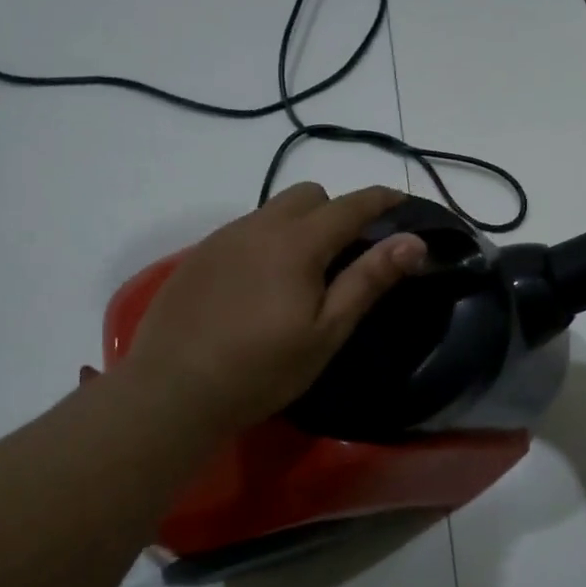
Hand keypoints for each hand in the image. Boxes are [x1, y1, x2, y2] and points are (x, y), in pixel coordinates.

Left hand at [118, 183, 426, 436]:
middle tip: (348, 254)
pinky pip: (245, 230)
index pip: (351, 205)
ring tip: (304, 273)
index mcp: (297, 243)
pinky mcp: (198, 256)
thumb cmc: (262, 368)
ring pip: (274, 210)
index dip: (382, 200)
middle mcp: (259, 226)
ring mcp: (223, 238)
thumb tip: (414, 241)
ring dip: (300, 224)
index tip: (404, 203)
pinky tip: (261, 286)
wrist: (172, 391)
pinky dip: (267, 241)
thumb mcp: (327, 331)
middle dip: (337, 211)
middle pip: (310, 195)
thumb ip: (369, 280)